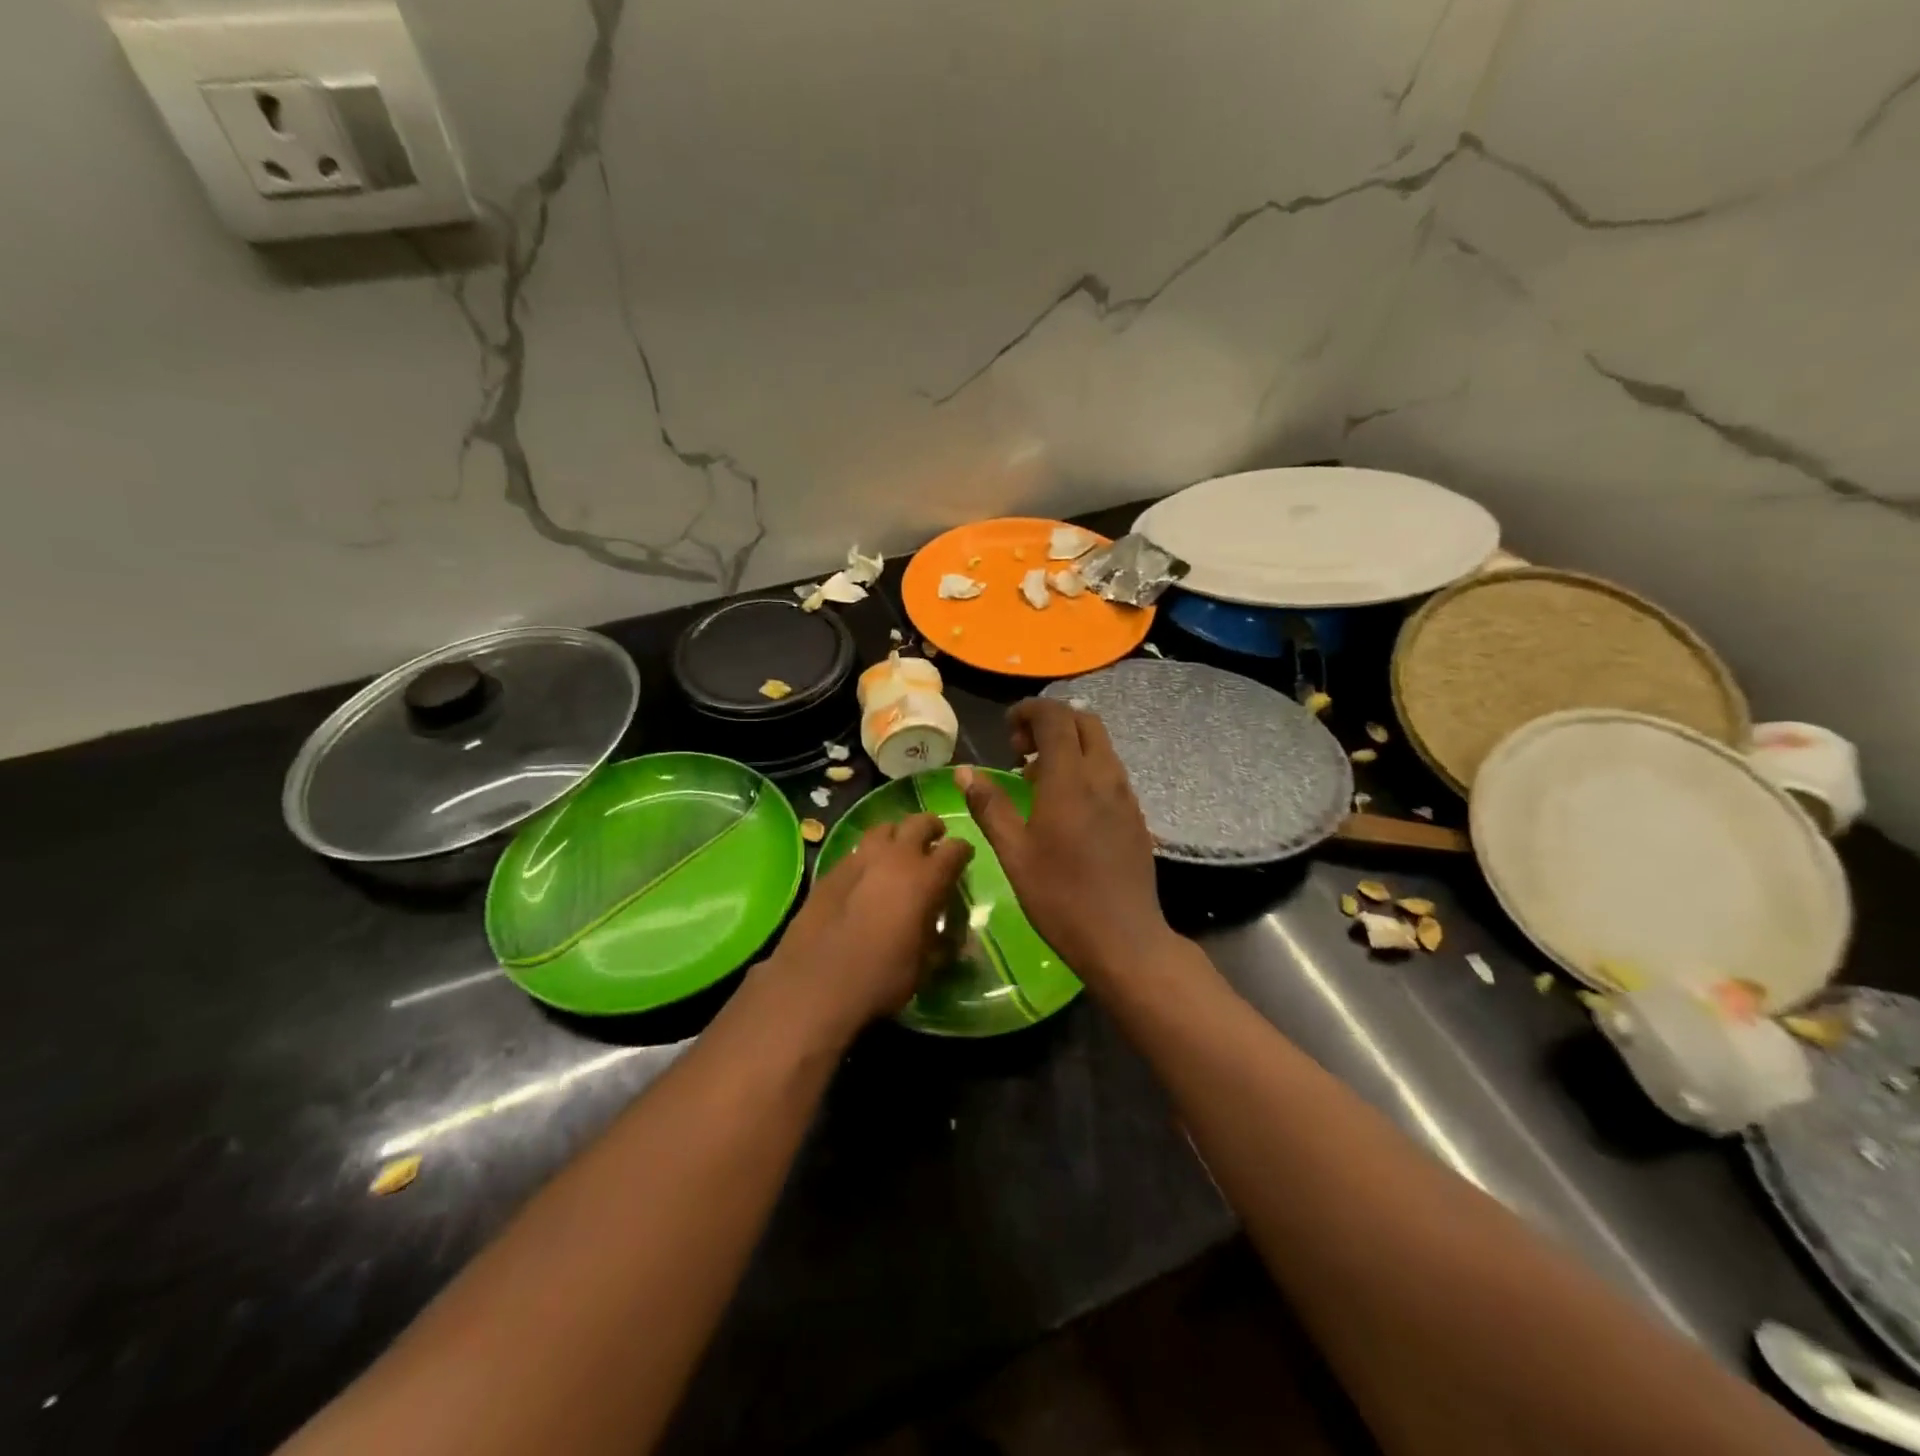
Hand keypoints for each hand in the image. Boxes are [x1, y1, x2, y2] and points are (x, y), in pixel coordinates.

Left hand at [761, 814, 972, 1036]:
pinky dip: (869, 855)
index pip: (956, 848)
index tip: (963, 860)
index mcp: (926, 877)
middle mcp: (896, 857)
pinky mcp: (832, 869)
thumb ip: (942, 943)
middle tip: (934, 842)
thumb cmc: (881, 977)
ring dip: (896, 837)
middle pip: (920, 822)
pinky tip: (865, 876)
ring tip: (897, 853)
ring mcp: (860, 858)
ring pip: (884, 829)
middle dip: (932, 829)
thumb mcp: (925, 966)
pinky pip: (857, 850)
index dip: (963, 853)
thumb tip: (949, 938)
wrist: (816, 983)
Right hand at [955, 700, 1178, 980]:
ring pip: (1101, 746)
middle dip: (1051, 722)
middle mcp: (1104, 776)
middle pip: (1084, 722)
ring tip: (1038, 778)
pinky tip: (1067, 805)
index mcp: (1070, 779)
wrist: (1123, 938)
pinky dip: (1086, 768)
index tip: (1007, 731)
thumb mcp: (1014, 853)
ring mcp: (1126, 795)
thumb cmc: (1060, 896)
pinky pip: (1111, 772)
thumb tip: (965, 772)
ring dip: (1069, 745)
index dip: (1029, 711)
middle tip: (1022, 751)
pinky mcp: (1136, 815)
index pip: (1055, 717)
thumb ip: (990, 806)